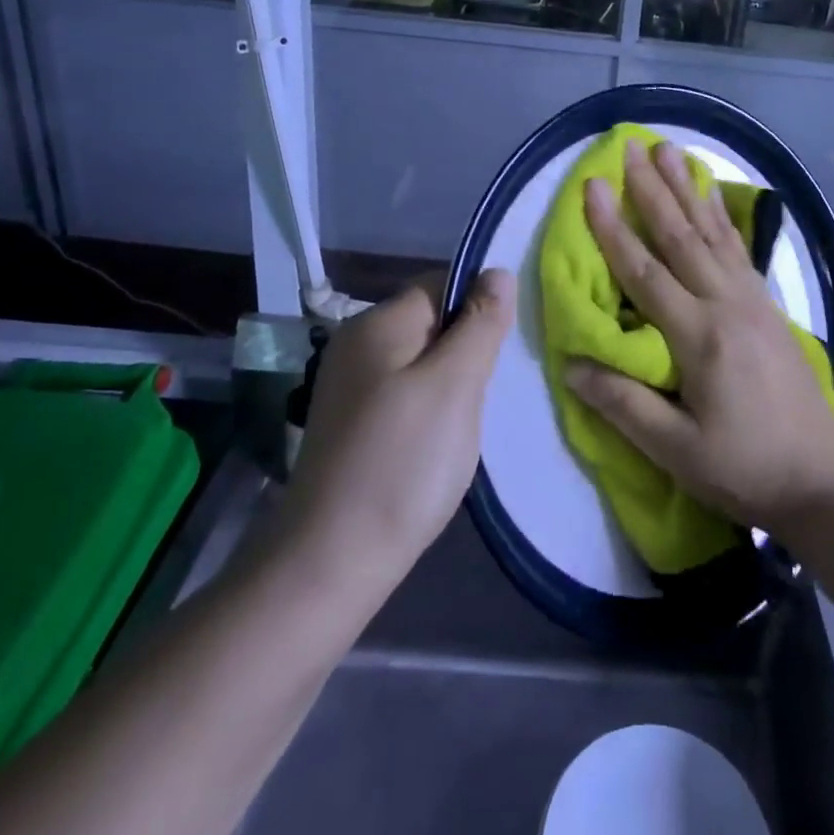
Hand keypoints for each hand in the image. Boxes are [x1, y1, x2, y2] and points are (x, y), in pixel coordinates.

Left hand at [279, 270, 513, 591]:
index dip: (478, 306)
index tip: (502, 348)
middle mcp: (356, 344)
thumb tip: (497, 272)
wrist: (331, 562)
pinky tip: (438, 443)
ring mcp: (349, 386)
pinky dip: (429, 408)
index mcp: (378, 323)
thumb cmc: (403, 463)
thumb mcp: (455, 385)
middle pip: (432, 322)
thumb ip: (480, 323)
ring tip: (466, 422)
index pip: (441, 284)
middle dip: (467, 349)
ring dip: (452, 382)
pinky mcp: (351, 423)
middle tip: (486, 393)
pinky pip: (404, 393)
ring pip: (421, 361)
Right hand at [565, 138, 833, 533]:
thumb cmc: (745, 468)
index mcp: (699, 336)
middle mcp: (727, 304)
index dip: (613, 228)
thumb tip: (572, 364)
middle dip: (651, 189)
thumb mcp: (677, 450)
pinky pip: (738, 248)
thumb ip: (624, 405)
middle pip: (681, 237)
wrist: (822, 477)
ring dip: (686, 189)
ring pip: (712, 233)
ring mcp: (752, 301)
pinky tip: (712, 195)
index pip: (645, 271)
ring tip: (669, 150)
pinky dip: (721, 216)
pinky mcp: (768, 306)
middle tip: (630, 146)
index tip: (592, 186)